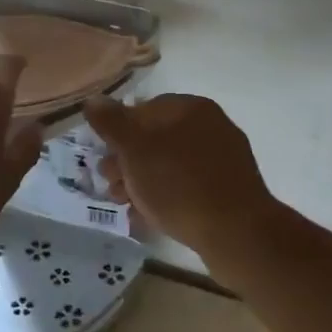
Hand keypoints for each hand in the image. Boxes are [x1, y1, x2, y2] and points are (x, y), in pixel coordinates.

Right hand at [83, 95, 277, 252]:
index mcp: (191, 108)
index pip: (143, 108)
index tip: (103, 158)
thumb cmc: (179, 184)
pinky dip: (166, 197)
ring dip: (143, 182)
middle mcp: (211, 126)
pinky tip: (150, 218)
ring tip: (127, 205)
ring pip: (170, 164)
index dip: (118, 132)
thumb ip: (112, 122)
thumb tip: (93, 99)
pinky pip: (188, 186)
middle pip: (156, 138)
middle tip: (111, 185)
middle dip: (128, 162)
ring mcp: (223, 158)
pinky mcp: (229, 189)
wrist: (237, 233)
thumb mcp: (135, 149)